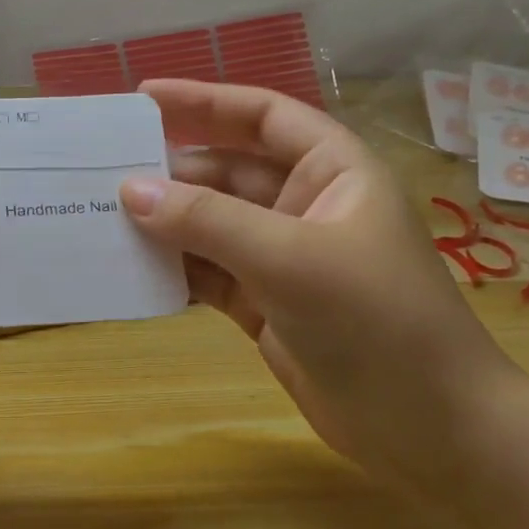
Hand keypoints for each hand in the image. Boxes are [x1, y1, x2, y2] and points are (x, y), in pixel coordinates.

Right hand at [120, 80, 523, 485]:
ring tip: (100, 219)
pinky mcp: (264, 305)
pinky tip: (131, 271)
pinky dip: (173, 271)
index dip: (204, 101)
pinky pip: (207, 274)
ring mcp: (282, 259)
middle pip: (225, 173)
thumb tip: (129, 191)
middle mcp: (305, 206)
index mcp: (332, 171)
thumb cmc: (376, 322)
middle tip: (100, 172)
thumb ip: (207, 221)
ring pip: (210, 226)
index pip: (262, 117)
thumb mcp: (290, 259)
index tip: (141, 98)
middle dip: (169, 172)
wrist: (428, 430)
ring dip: (164, 224)